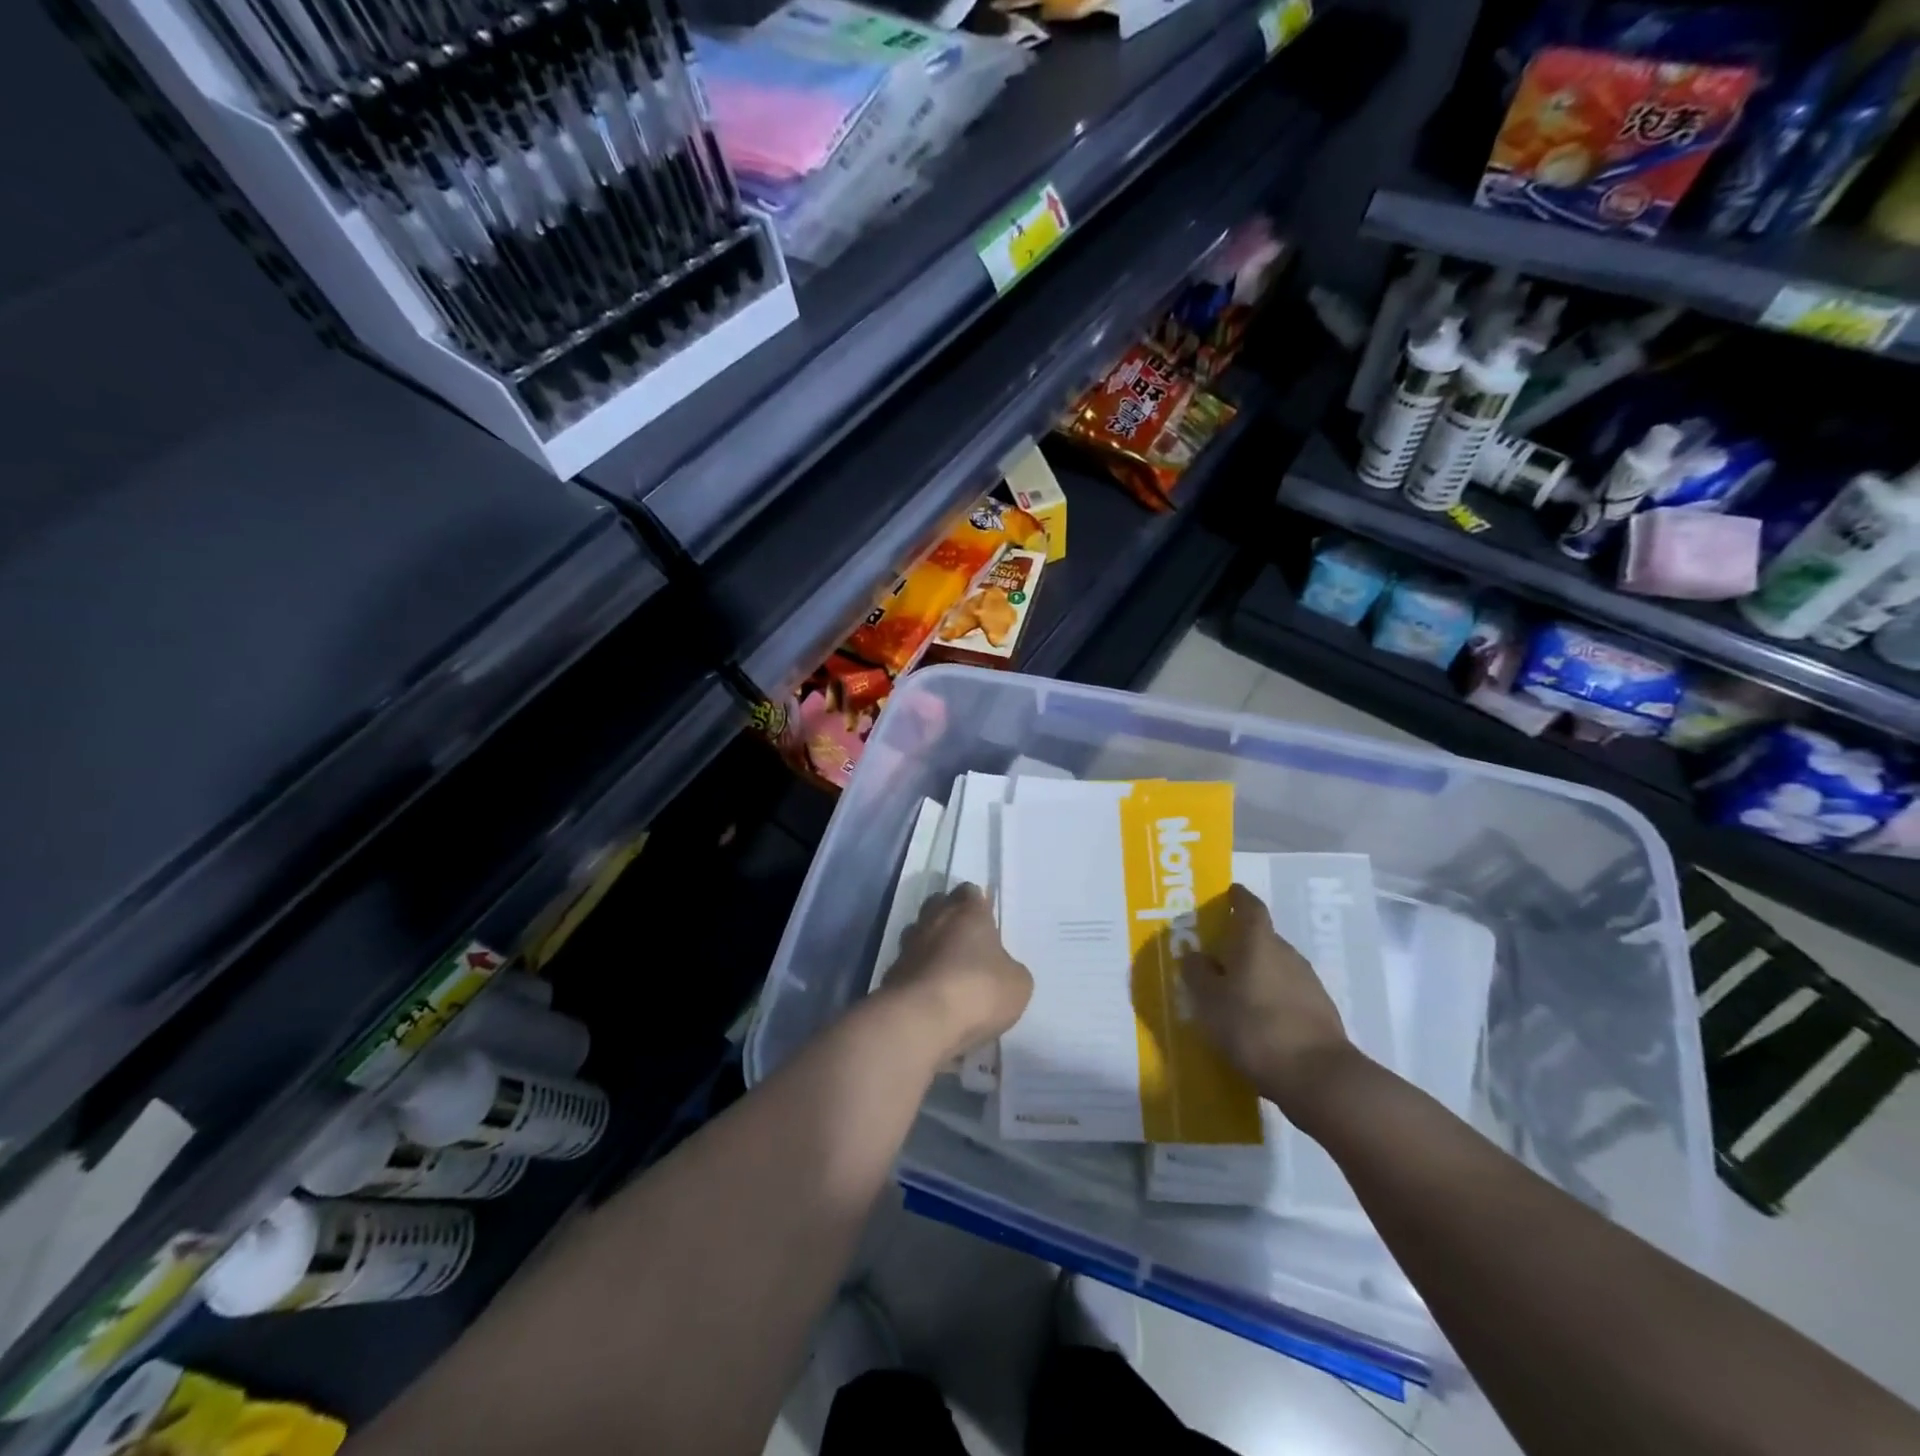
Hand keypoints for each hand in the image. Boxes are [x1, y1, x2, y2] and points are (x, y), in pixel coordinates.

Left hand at [880, 884, 1032, 1060]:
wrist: (921, 1020)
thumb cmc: (978, 990)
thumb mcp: (1017, 984)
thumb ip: (1010, 968)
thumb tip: (1001, 969)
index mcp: (967, 912)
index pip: (969, 892)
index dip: (977, 904)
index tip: (985, 921)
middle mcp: (934, 920)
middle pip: (938, 905)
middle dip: (949, 917)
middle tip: (964, 940)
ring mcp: (907, 946)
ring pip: (918, 933)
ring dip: (929, 945)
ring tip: (945, 968)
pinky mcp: (890, 973)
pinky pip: (908, 966)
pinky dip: (917, 974)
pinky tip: (929, 994)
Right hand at [1181, 883, 1351, 1112]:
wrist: (1318, 1077)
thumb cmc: (1254, 1027)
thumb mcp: (1209, 1001)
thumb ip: (1198, 974)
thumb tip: (1196, 956)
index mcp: (1258, 941)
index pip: (1248, 906)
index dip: (1236, 897)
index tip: (1226, 893)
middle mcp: (1286, 952)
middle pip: (1260, 937)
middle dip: (1238, 942)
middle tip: (1213, 955)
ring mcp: (1307, 981)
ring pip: (1273, 966)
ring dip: (1254, 972)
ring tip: (1231, 992)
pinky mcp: (1319, 1010)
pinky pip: (1285, 992)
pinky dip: (1268, 997)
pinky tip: (1255, 1019)